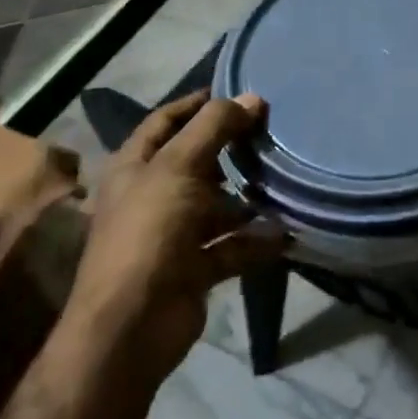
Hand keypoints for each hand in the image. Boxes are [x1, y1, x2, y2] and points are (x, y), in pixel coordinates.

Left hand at [64, 91, 286, 382]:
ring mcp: (172, 234)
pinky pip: (231, 246)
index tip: (236, 91)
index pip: (165, 121)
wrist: (131, 327)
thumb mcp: (179, 167)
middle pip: (194, 162)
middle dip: (230, 148)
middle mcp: (151, 196)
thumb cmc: (149, 230)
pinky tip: (286, 231)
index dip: (196, 103)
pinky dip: (256, 240)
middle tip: (270, 132)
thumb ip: (215, 127)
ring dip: (247, 196)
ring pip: (216, 205)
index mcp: (134, 167)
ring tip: (285, 178)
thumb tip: (252, 97)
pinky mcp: (193, 268)